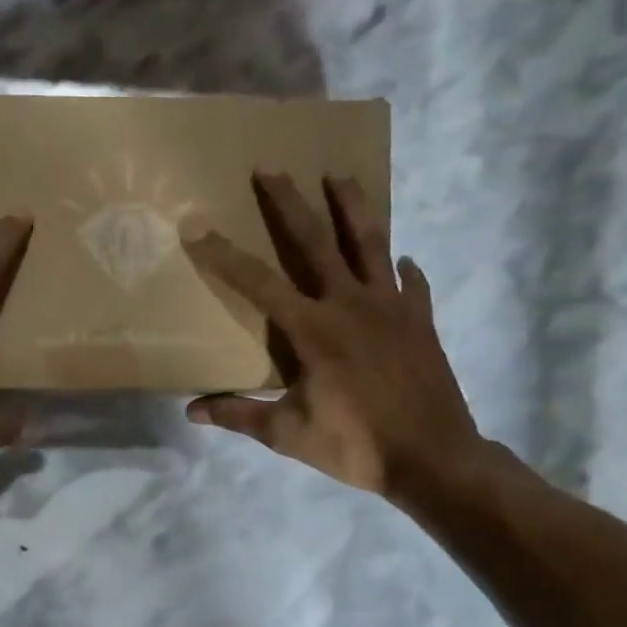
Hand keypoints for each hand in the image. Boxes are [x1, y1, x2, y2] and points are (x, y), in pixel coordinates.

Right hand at [182, 173, 488, 515]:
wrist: (434, 459)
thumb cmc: (356, 446)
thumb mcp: (288, 434)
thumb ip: (240, 416)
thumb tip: (191, 411)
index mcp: (313, 330)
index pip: (258, 283)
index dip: (224, 255)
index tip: (198, 227)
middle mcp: (350, 304)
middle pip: (316, 241)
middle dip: (289, 203)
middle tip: (271, 168)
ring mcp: (391, 307)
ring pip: (370, 243)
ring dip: (352, 206)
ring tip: (339, 175)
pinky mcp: (420, 321)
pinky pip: (410, 285)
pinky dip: (404, 270)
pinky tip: (403, 260)